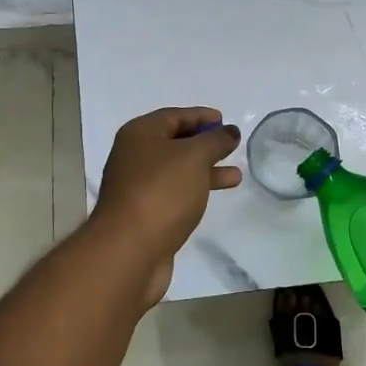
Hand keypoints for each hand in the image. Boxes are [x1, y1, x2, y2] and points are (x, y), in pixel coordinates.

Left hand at [92, 107, 241, 303]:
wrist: (129, 250)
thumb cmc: (161, 191)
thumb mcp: (194, 157)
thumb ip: (215, 141)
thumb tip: (229, 132)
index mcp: (139, 134)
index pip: (174, 116)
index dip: (200, 116)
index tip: (225, 121)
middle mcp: (134, 156)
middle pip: (173, 142)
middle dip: (204, 144)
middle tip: (231, 146)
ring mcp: (137, 187)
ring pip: (176, 170)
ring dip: (205, 170)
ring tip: (235, 175)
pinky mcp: (144, 214)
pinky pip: (174, 193)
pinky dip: (194, 190)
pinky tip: (212, 197)